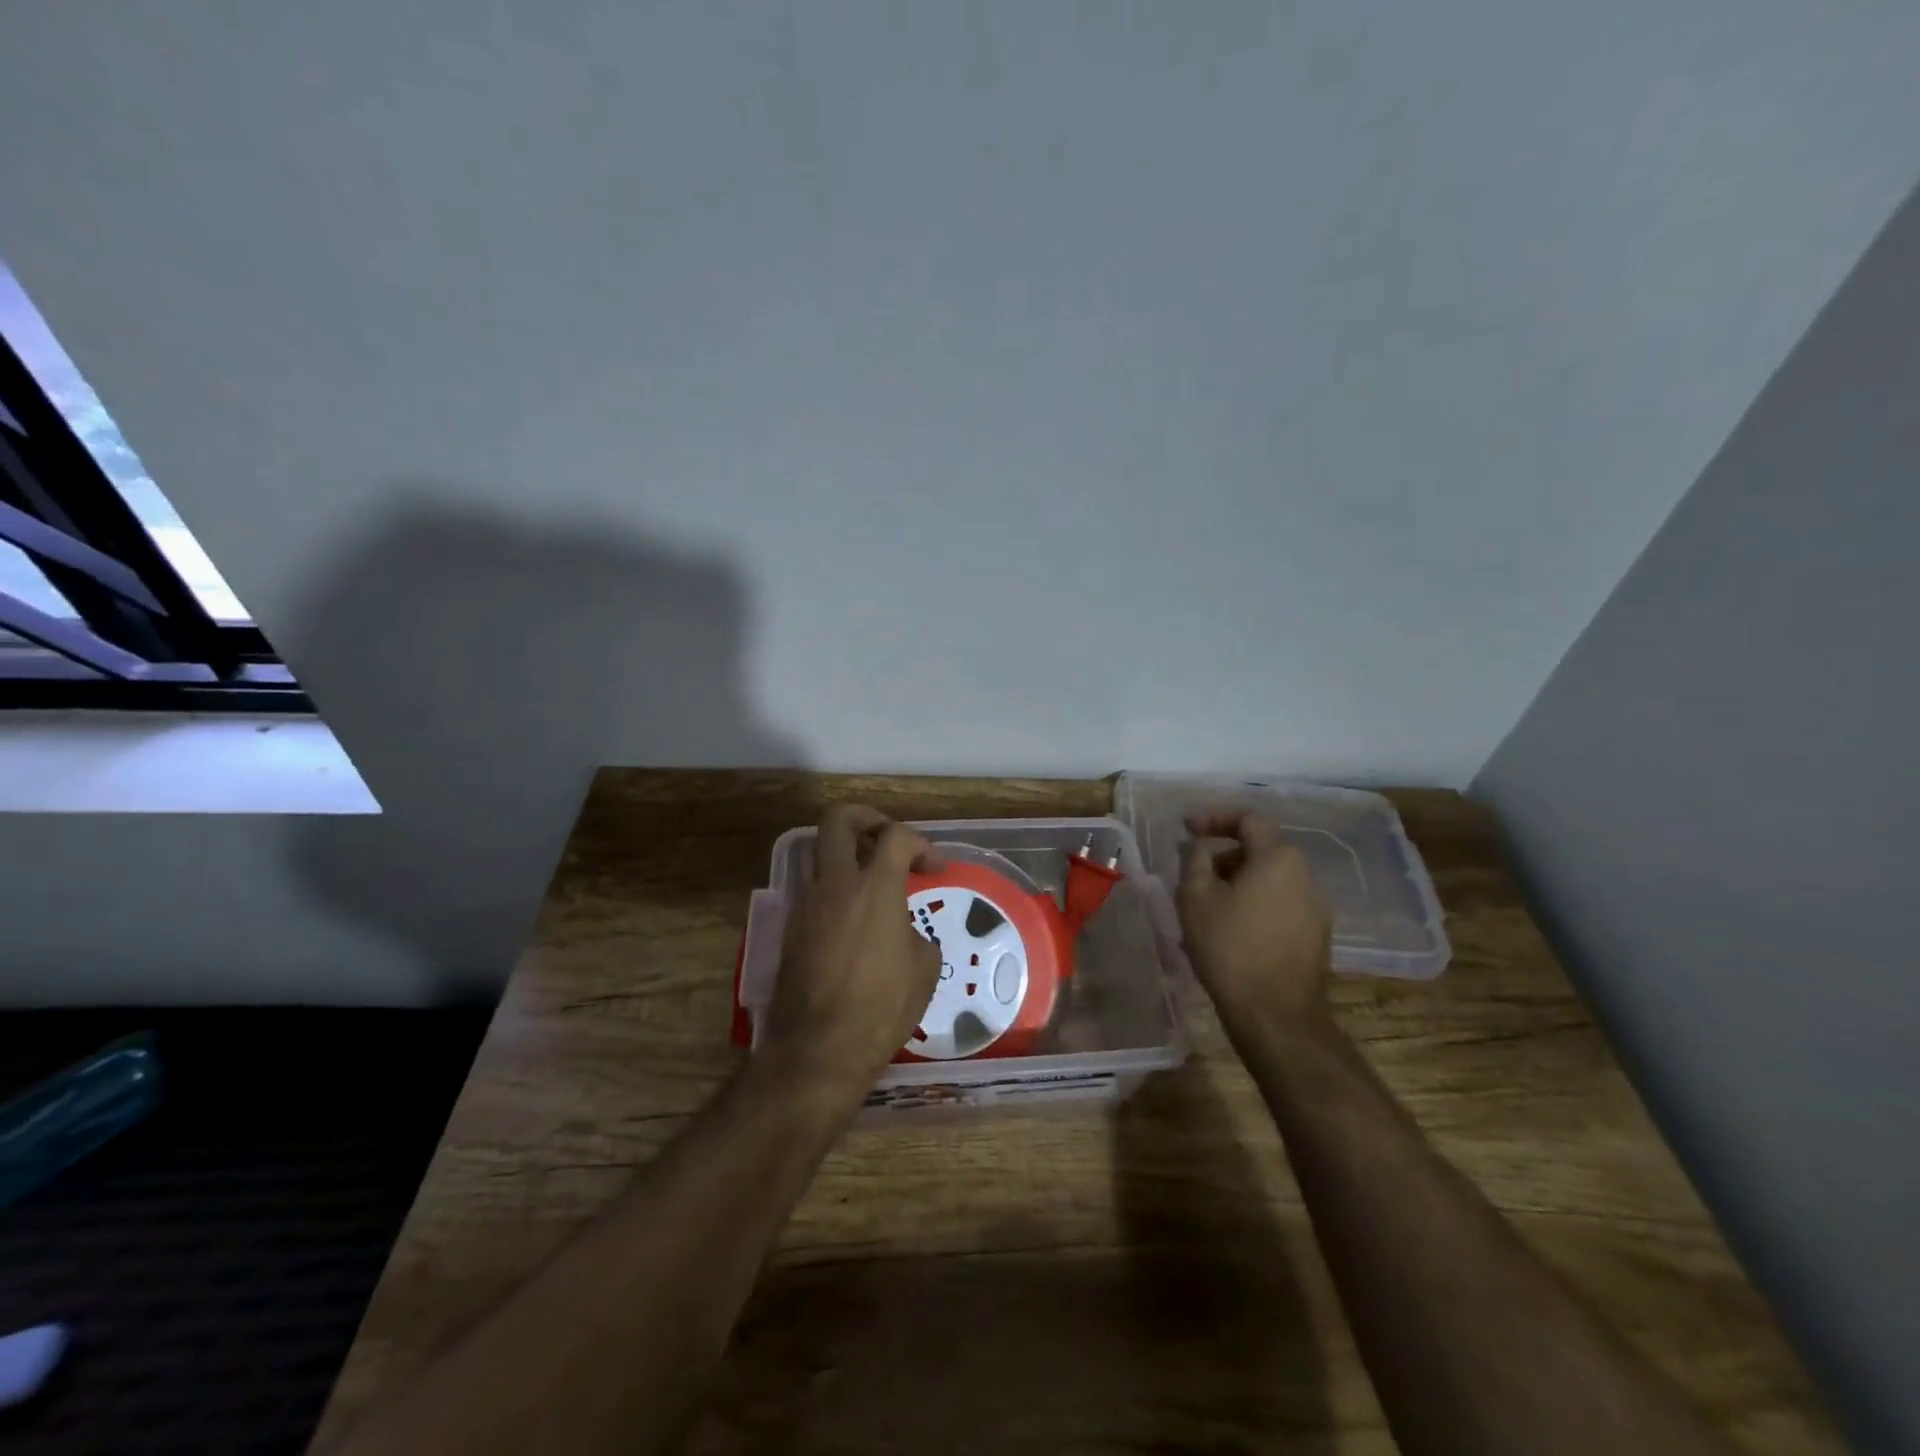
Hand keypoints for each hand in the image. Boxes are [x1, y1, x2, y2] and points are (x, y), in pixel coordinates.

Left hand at [761, 805, 942, 1105]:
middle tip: (887, 839)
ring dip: (844, 851)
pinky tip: (851, 915)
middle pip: (839, 819)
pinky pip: (810, 887)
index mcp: (874, 887)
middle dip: (867, 819)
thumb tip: (902, 933)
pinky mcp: (790, 927)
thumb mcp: (924, 968)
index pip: (897, 836)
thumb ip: (916, 933)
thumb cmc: (881, 1007)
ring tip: (868, 875)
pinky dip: (832, 886)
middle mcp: (834, 883)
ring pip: (816, 850)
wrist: (819, 1049)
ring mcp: (805, 903)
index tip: (935, 868)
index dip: (922, 843)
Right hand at [1177, 813, 1331, 1025]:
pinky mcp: (1315, 939)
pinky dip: (1252, 909)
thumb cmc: (1230, 946)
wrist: (1275, 1015)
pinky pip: (1277, 908)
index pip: (1249, 820)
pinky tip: (1228, 937)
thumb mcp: (1196, 897)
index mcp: (1279, 858)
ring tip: (1205, 913)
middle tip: (1194, 879)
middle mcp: (1305, 877)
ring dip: (1236, 886)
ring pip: (1268, 882)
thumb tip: (1198, 846)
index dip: (1214, 819)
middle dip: (1223, 858)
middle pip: (1260, 851)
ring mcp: (1315, 910)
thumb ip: (1194, 860)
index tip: (1187, 830)